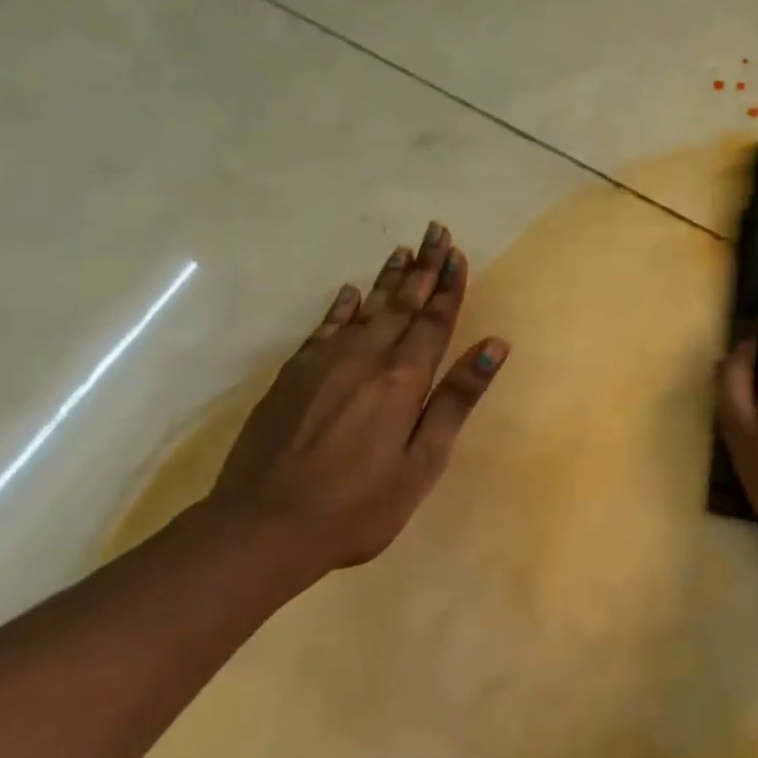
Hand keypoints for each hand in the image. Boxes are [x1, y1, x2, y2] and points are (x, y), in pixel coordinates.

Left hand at [208, 223, 506, 576]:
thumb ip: (456, 400)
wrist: (263, 526)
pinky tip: (348, 293)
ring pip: (365, 308)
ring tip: (403, 250)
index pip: (433, 321)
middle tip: (436, 231)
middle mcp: (367, 358)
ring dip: (387, 279)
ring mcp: (325, 363)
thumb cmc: (359, 505)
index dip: (448, 287)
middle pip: (402, 304)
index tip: (458, 253)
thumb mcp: (422, 462)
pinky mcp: (293, 375)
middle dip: (424, 267)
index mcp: (403, 380)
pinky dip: (340, 307)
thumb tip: (494, 346)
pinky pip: (324, 327)